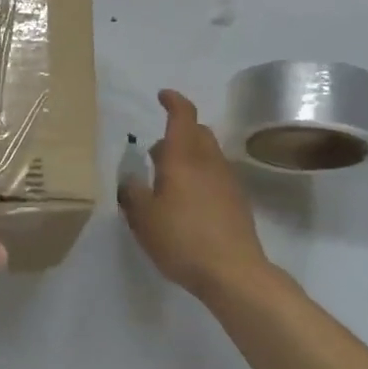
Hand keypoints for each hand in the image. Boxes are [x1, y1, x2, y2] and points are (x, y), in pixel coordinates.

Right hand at [119, 89, 274, 298]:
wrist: (233, 272)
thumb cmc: (182, 239)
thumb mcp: (143, 218)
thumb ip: (132, 193)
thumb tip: (130, 178)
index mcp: (183, 157)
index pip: (183, 115)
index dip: (173, 101)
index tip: (162, 96)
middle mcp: (208, 161)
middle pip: (198, 132)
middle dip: (178, 131)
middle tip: (156, 150)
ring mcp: (227, 181)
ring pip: (208, 154)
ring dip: (189, 155)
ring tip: (168, 179)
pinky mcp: (237, 202)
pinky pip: (216, 175)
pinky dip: (201, 175)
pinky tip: (187, 201)